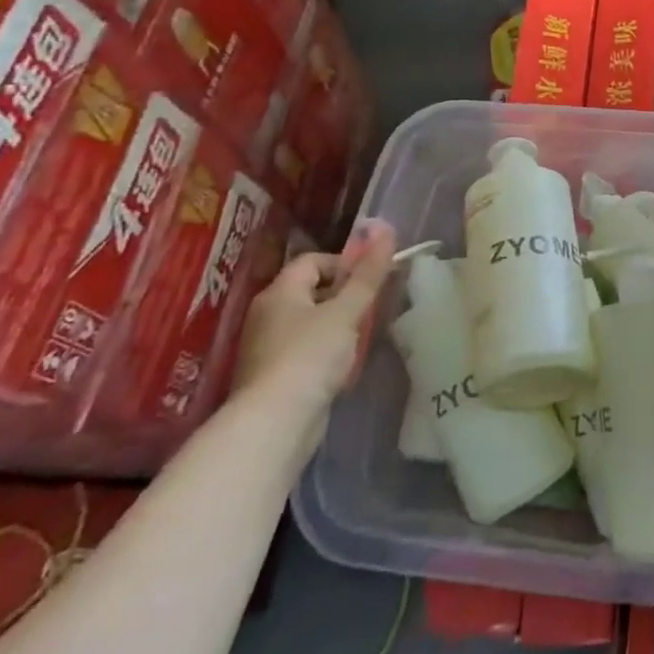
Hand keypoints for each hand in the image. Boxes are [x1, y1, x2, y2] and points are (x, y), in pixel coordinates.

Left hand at [232, 219, 396, 443]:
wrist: (275, 423)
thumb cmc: (310, 356)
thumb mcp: (347, 311)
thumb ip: (368, 274)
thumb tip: (387, 230)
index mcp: (280, 292)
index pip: (314, 261)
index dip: (345, 265)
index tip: (371, 282)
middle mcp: (267, 314)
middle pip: (312, 291)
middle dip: (344, 297)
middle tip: (371, 310)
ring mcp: (267, 347)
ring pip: (310, 323)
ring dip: (337, 327)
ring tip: (361, 339)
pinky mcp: (273, 376)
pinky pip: (305, 351)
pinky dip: (325, 353)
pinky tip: (342, 367)